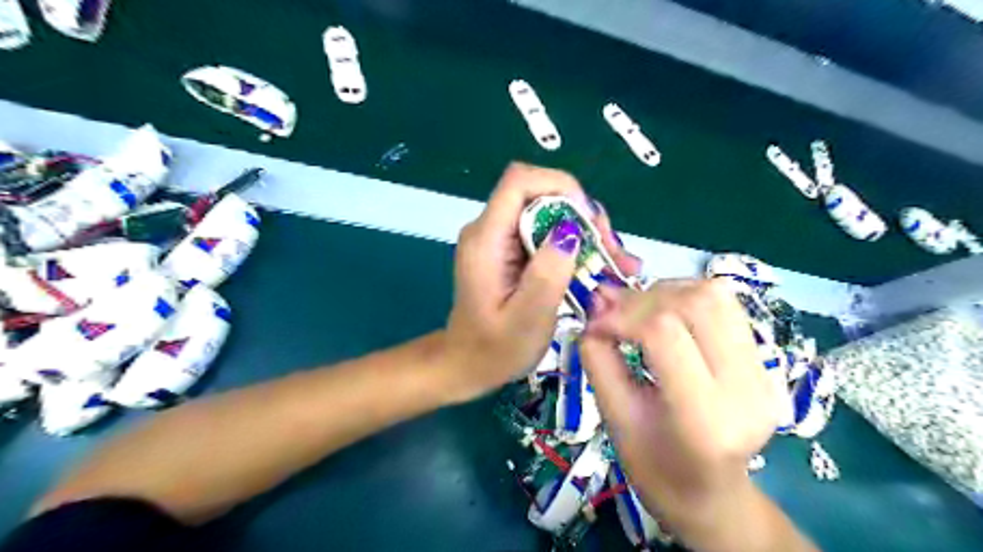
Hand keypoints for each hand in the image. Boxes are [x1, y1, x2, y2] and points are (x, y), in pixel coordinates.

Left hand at [443, 165, 594, 399]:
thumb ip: (547, 273)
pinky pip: (545, 233)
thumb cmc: (494, 350)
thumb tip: (570, 231)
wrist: (466, 364)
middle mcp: (489, 229)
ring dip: (583, 232)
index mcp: (486, 240)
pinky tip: (595, 267)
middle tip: (610, 251)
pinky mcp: (508, 251)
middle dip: (581, 214)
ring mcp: (499, 239)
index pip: (520, 181)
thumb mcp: (527, 319)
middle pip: (540, 194)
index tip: (590, 221)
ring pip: (547, 212)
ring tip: (613, 262)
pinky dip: (572, 245)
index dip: (560, 186)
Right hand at [578, 281, 779, 525]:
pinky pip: (726, 305)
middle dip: (643, 298)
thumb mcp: (615, 420)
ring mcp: (765, 374)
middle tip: (613, 313)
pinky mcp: (766, 363)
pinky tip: (666, 315)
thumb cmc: (655, 470)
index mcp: (705, 419)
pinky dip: (687, 297)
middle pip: (697, 303)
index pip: (664, 334)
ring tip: (639, 311)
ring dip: (668, 292)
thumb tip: (595, 308)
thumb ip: (599, 361)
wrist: (712, 495)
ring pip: (717, 295)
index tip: (595, 323)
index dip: (622, 316)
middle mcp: (747, 390)